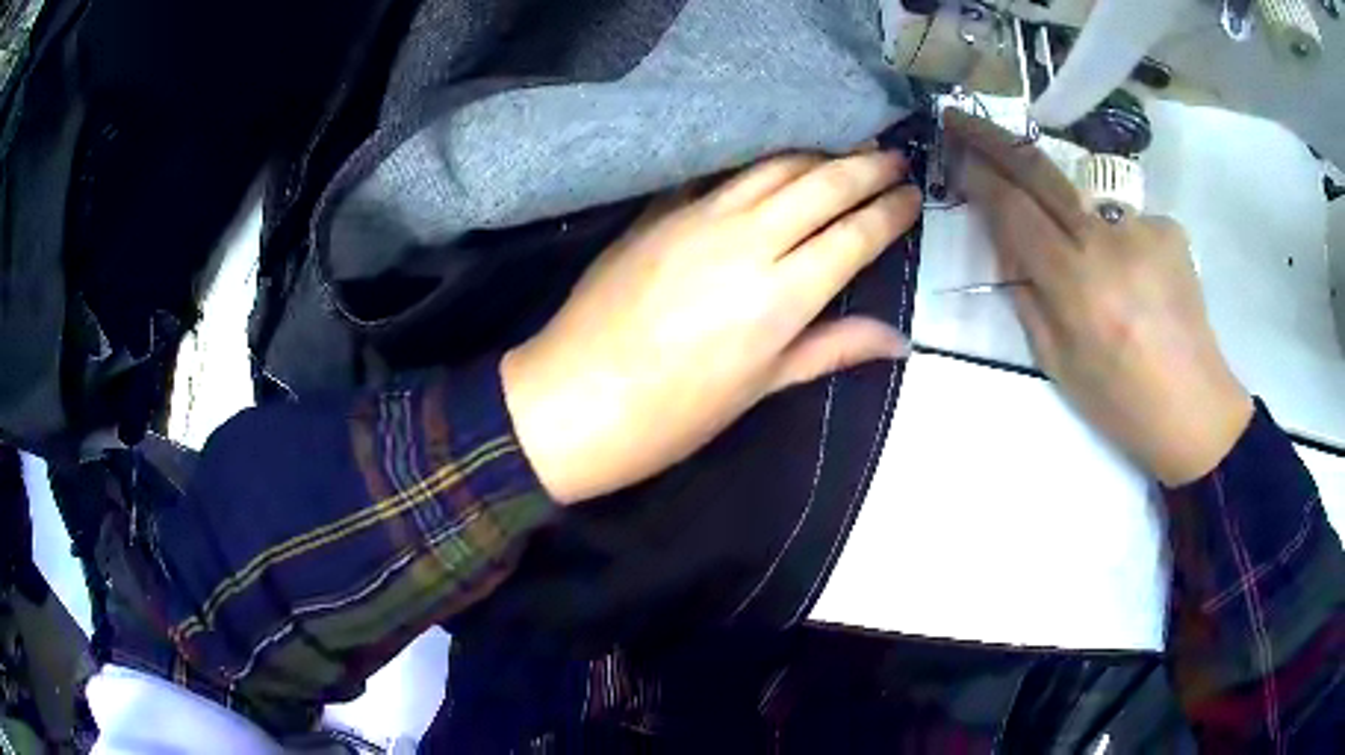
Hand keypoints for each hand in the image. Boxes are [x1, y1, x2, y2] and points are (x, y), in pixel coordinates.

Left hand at [502, 148, 920, 503]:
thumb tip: (898, 340)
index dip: (890, 212)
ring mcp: (696, 218)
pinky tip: (772, 164)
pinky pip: (720, 174)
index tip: (912, 195)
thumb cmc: (672, 414)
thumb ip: (831, 349)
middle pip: (821, 185)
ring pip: (773, 167)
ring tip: (845, 152)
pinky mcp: (657, 211)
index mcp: (780, 296)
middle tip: (892, 157)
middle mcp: (746, 241)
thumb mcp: (760, 388)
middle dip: (865, 166)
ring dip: (816, 155)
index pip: (854, 236)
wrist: (572, 400)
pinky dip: (757, 163)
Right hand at [946, 111, 1252, 486]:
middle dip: (994, 139)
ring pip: (1085, 203)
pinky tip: (1138, 288)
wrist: (1195, 410)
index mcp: (1076, 285)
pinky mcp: (1168, 227)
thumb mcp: (1057, 361)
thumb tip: (1007, 243)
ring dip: (1073, 224)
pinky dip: (1118, 246)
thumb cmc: (1120, 401)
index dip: (978, 174)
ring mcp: (1143, 227)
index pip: (1013, 208)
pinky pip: (1124, 223)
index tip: (951, 149)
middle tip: (960, 118)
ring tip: (1104, 287)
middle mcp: (1108, 241)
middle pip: (1041, 171)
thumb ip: (1027, 294)